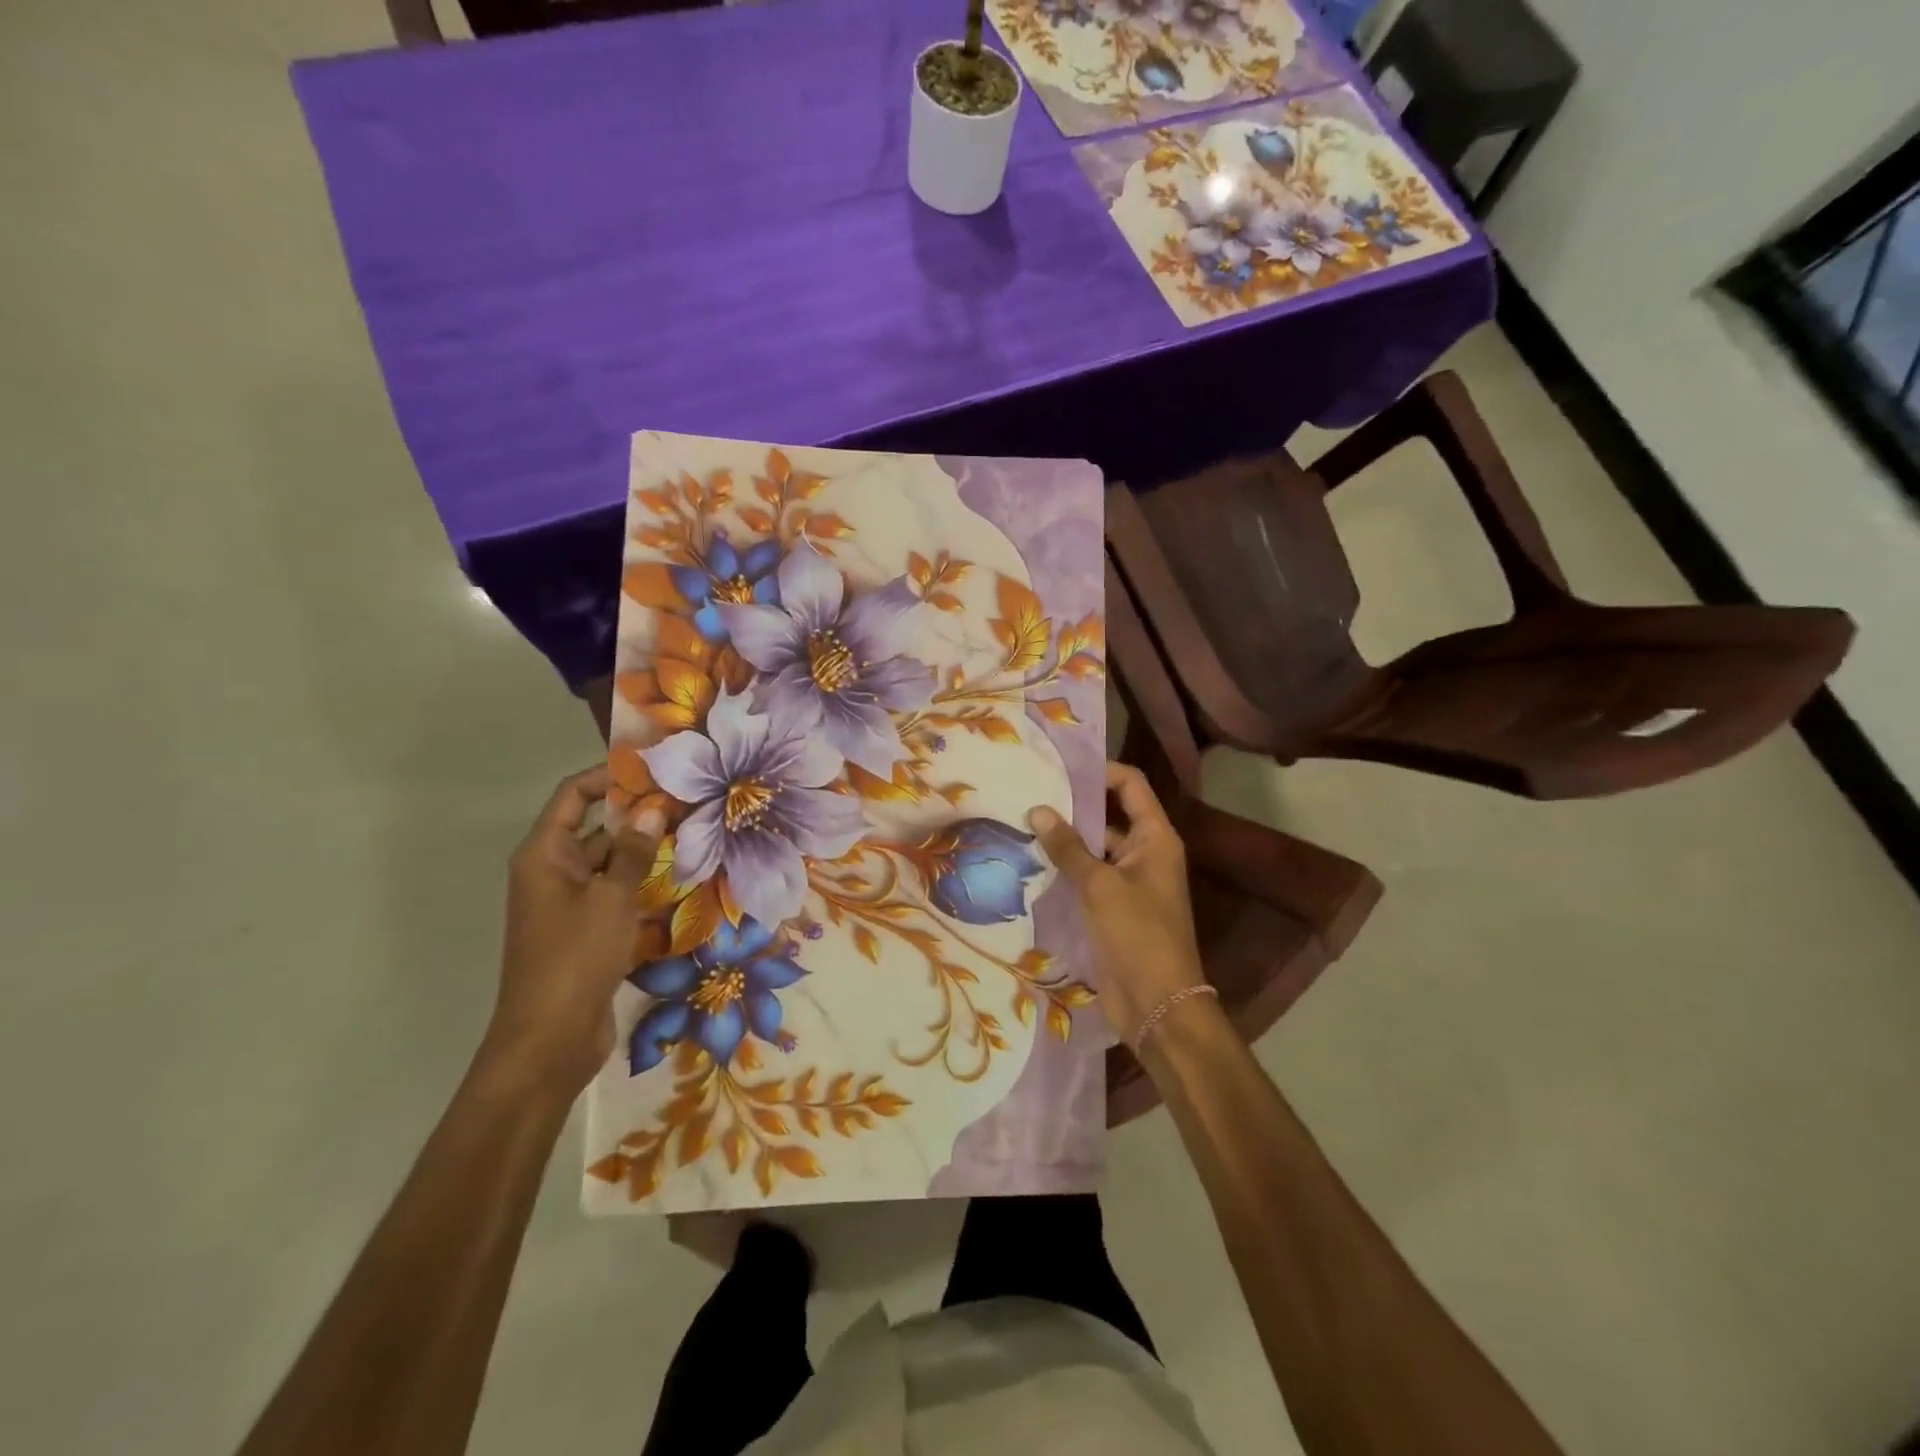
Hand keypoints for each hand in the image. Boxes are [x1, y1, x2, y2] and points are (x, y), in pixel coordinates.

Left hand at [484, 764, 664, 1094]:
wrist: (550, 1040)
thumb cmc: (575, 958)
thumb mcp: (611, 899)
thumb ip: (632, 851)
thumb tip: (652, 808)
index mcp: (545, 855)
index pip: (574, 796)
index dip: (609, 776)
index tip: (655, 767)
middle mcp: (554, 872)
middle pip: (597, 827)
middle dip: (639, 814)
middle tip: (691, 801)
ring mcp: (570, 903)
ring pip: (612, 863)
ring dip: (647, 852)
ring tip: (697, 835)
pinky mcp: (588, 931)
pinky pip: (617, 894)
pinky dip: (644, 886)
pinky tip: (684, 881)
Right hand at [1028, 762, 1205, 1046]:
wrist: (1158, 1005)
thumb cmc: (1138, 936)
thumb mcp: (1100, 886)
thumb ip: (1068, 847)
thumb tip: (1038, 810)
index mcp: (1155, 839)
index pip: (1131, 785)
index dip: (1100, 771)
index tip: (1060, 767)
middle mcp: (1145, 854)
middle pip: (1109, 816)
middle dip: (1073, 807)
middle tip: (1028, 793)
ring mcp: (1129, 883)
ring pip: (1094, 849)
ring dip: (1064, 841)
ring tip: (1020, 825)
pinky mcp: (1113, 909)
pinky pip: (1087, 878)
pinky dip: (1064, 870)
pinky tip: (1030, 864)